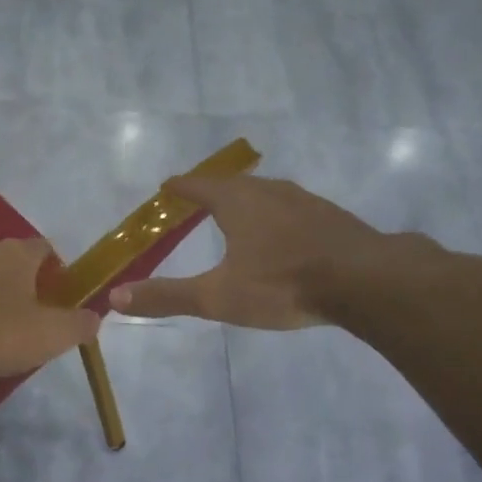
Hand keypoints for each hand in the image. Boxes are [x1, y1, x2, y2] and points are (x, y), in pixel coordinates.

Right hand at [107, 175, 392, 328]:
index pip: (198, 186)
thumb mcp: (218, 296)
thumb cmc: (283, 283)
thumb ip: (168, 296)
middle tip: (198, 201)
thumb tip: (116, 296)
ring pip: (267, 194)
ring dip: (248, 202)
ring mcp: (305, 201)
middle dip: (213, 192)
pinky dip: (277, 217)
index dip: (180, 187)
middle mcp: (270, 191)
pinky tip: (284, 236)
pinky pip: (293, 209)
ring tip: (238, 215)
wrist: (365, 280)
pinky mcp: (332, 218)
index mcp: (238, 202)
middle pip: (233, 185)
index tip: (167, 186)